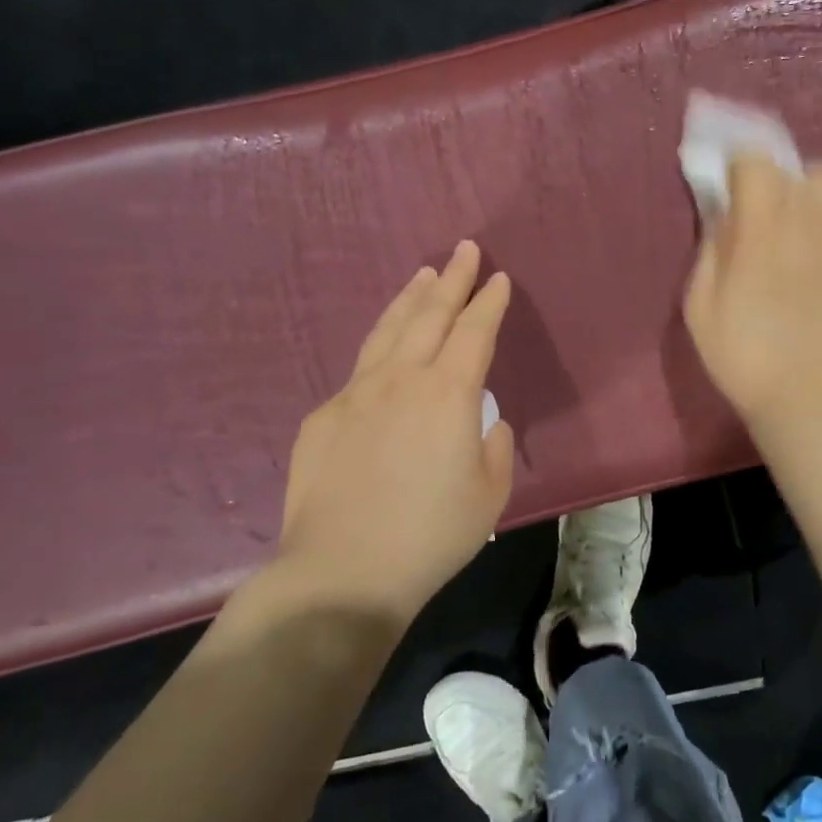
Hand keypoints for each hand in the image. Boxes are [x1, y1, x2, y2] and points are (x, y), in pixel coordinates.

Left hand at [251, 241, 514, 627]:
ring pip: (387, 331)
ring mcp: (355, 394)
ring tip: (421, 275)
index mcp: (449, 394)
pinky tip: (385, 355)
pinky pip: (359, 372)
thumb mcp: (490, 494)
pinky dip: (380, 351)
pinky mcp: (323, 418)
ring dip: (409, 299)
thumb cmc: (431, 535)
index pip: (474, 332)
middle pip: (429, 315)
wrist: (342, 572)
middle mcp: (401, 380)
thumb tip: (485, 424)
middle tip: (463, 250)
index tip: (498, 277)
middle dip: (451, 279)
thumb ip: (493, 447)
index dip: (489, 302)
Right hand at [684, 156, 821, 434]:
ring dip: (807, 192)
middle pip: (792, 167)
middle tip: (759, 216)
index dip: (737, 166)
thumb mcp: (700, 307)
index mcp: (760, 226)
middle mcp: (807, 216)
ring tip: (798, 223)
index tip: (728, 188)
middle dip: (771, 182)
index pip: (753, 160)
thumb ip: (711, 250)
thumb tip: (724, 216)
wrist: (812, 398)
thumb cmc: (745, 357)